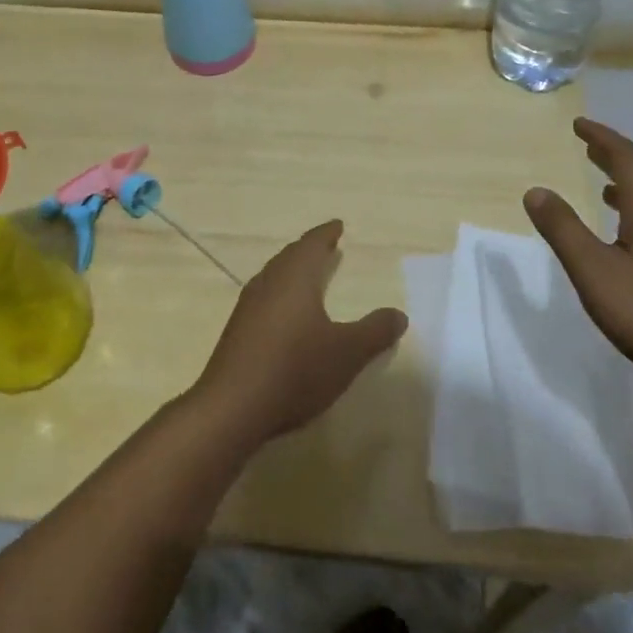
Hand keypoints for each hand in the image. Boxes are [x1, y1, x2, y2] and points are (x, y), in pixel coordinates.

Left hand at [189, 220, 406, 447]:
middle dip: (308, 250)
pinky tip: (285, 314)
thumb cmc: (296, 369)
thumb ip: (375, 331)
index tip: (337, 225)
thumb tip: (399, 314)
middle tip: (324, 246)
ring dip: (292, 271)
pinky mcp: (237, 332)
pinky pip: (264, 298)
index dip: (325, 234)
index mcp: (295, 278)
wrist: (233, 407)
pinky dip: (280, 294)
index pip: (311, 244)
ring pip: (274, 276)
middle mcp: (268, 283)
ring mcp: (248, 307)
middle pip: (289, 257)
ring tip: (307, 275)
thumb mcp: (347, 353)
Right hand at [524, 118, 632, 399]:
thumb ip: (564, 230)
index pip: (626, 158)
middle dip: (612, 157)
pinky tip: (629, 239)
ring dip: (626, 187)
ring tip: (603, 187)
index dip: (601, 137)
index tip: (579, 124)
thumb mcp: (595, 272)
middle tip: (587, 146)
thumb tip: (536, 190)